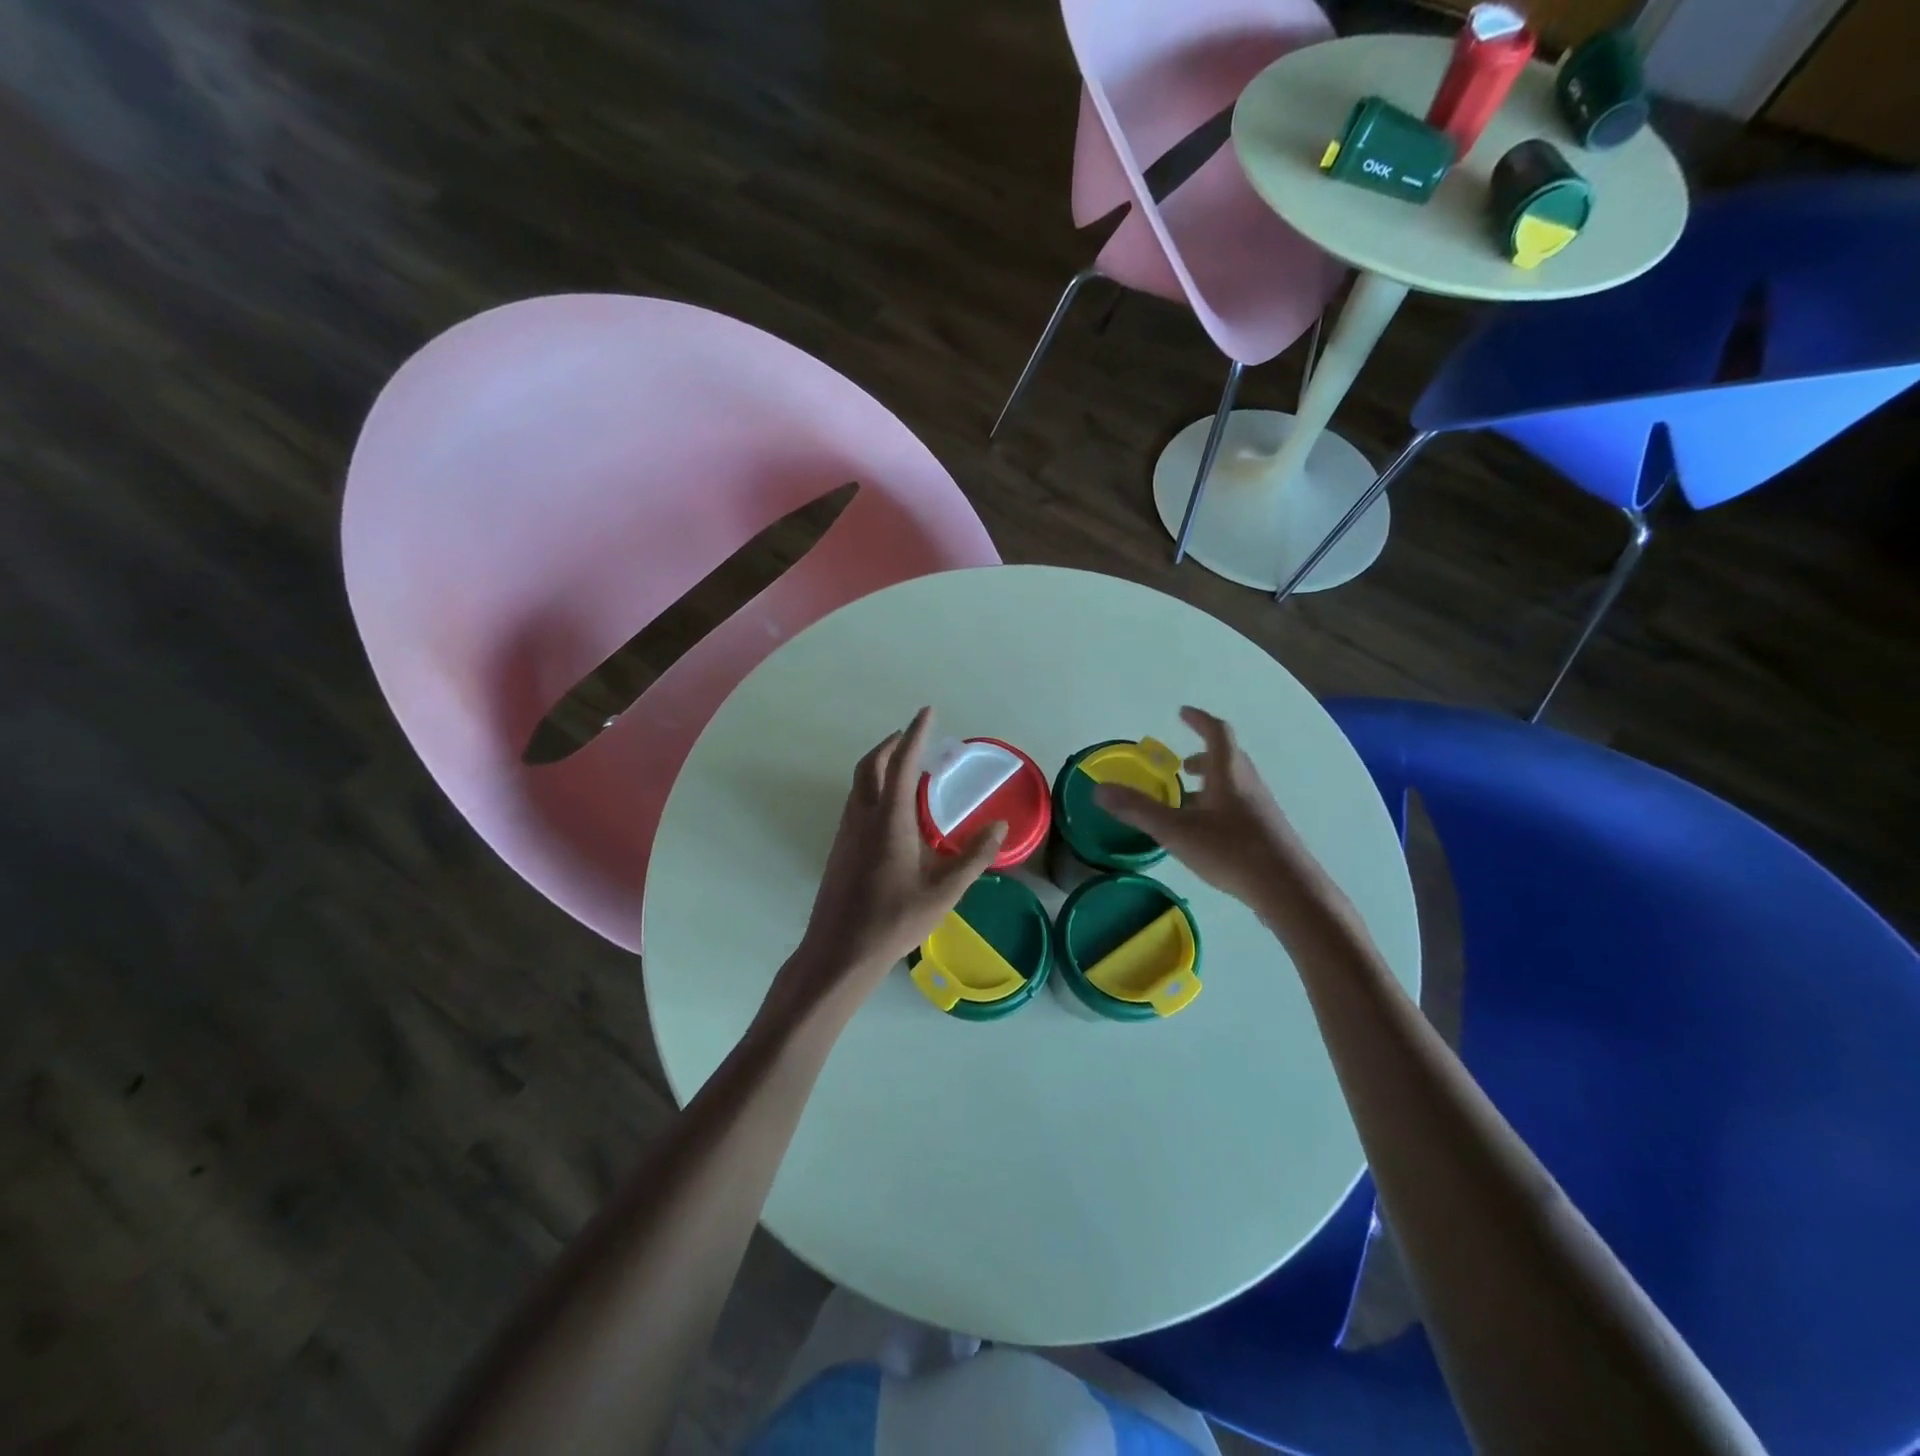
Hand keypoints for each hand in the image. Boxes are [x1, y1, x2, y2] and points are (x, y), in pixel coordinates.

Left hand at [761, 708, 1006, 1035]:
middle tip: (913, 738)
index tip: (927, 712)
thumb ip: (972, 857)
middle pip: (871, 765)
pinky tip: (890, 810)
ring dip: (879, 764)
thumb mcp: (944, 891)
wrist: (840, 950)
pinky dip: (873, 787)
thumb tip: (998, 827)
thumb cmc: (894, 920)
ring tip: (904, 768)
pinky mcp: (840, 848)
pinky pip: (856, 802)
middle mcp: (863, 817)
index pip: (903, 764)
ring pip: (859, 783)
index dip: (916, 734)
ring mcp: (846, 832)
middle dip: (891, 744)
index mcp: (889, 820)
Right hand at [1094, 706, 1315, 914]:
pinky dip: (1219, 805)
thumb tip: (1099, 790)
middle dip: (1202, 756)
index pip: (1216, 732)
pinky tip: (1206, 832)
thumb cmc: (1231, 851)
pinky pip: (1239, 805)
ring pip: (1234, 784)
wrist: (1287, 889)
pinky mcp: (1266, 831)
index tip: (1182, 713)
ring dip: (1211, 783)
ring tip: (1187, 800)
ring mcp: (1261, 808)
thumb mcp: (1176, 830)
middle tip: (1180, 765)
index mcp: (1229, 773)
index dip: (1199, 720)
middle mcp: (1248, 783)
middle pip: (1228, 758)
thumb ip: (1138, 810)